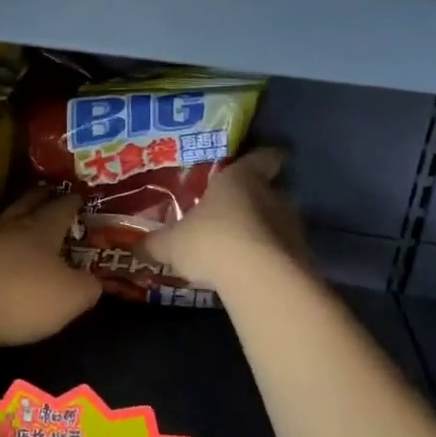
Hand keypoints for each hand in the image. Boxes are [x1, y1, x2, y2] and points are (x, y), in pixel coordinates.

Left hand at [0, 190, 100, 347]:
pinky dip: (0, 247)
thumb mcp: (70, 297)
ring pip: (6, 222)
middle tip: (53, 195)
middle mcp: (11, 226)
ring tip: (29, 225)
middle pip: (28, 203)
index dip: (73, 202)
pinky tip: (3, 255)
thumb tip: (94, 280)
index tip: (81, 197)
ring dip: (18, 221)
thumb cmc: (21, 297)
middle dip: (43, 197)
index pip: (61, 206)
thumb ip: (88, 286)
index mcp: (42, 228)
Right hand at [139, 149, 305, 290]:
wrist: (258, 279)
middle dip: (255, 201)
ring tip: (241, 249)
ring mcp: (291, 226)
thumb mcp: (172, 244)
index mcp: (240, 179)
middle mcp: (272, 195)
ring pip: (278, 222)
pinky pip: (283, 251)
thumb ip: (155, 243)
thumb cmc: (211, 242)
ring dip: (263, 232)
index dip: (263, 158)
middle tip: (234, 214)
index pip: (262, 157)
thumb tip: (133, 246)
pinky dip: (270, 258)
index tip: (265, 160)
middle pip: (270, 191)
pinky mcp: (301, 256)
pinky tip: (251, 273)